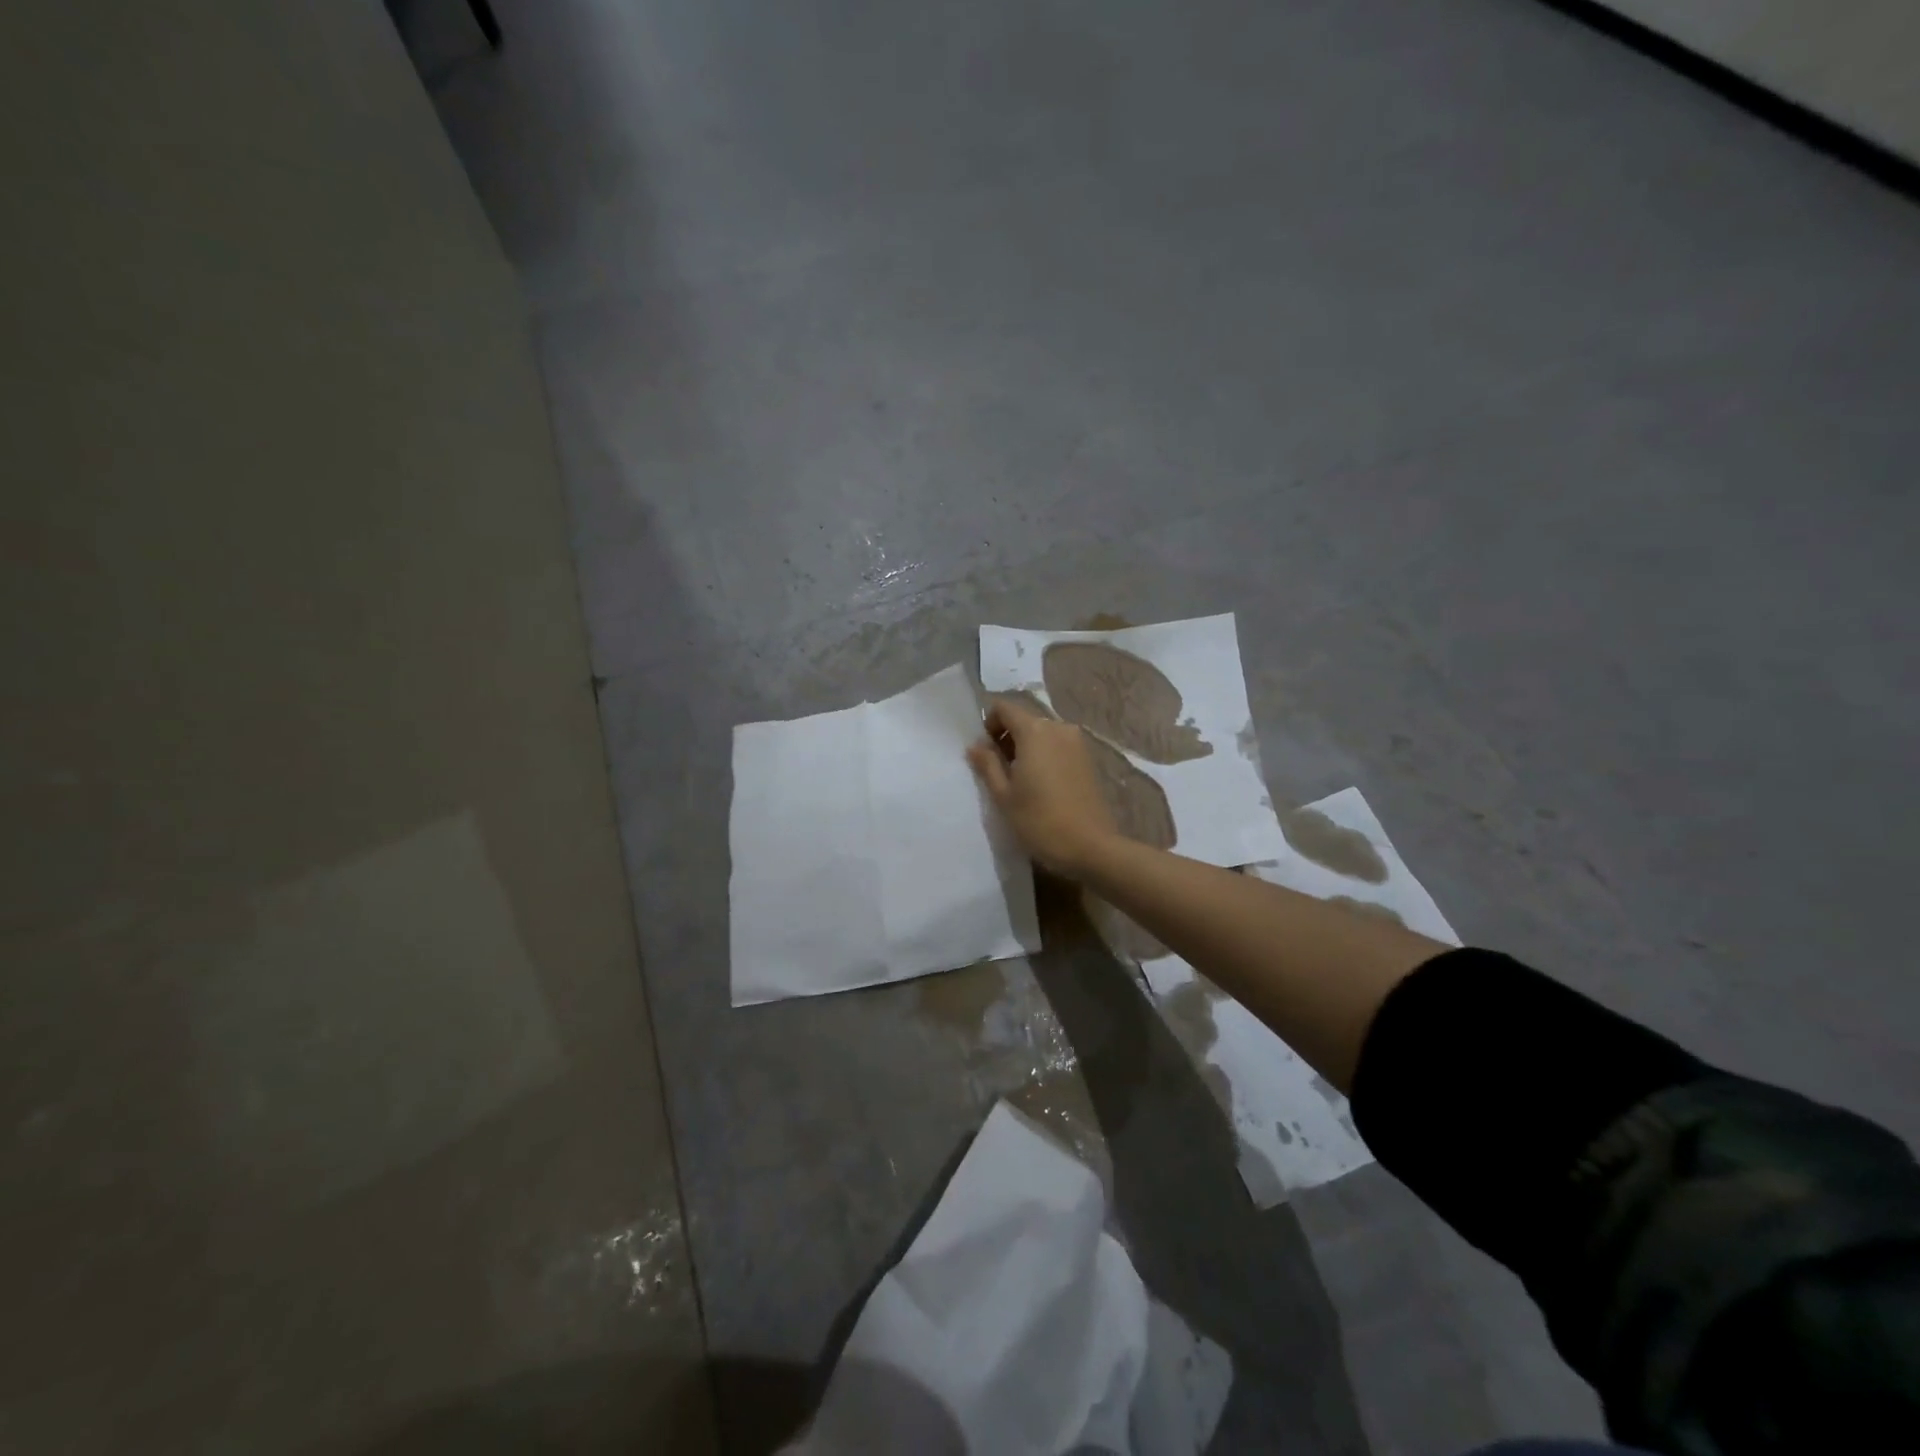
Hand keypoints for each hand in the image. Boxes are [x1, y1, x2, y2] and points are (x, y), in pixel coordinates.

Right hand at [967, 696, 1117, 878]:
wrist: (1091, 847)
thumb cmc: (1040, 821)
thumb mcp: (1004, 795)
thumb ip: (987, 764)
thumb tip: (975, 745)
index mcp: (1034, 731)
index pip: (1004, 708)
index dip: (989, 724)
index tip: (985, 752)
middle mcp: (1058, 727)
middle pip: (1024, 720)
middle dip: (1007, 738)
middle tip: (999, 771)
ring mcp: (1077, 742)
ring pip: (1042, 733)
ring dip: (1026, 748)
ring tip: (1020, 781)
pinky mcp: (1088, 758)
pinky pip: (1058, 746)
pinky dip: (1044, 756)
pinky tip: (1042, 785)